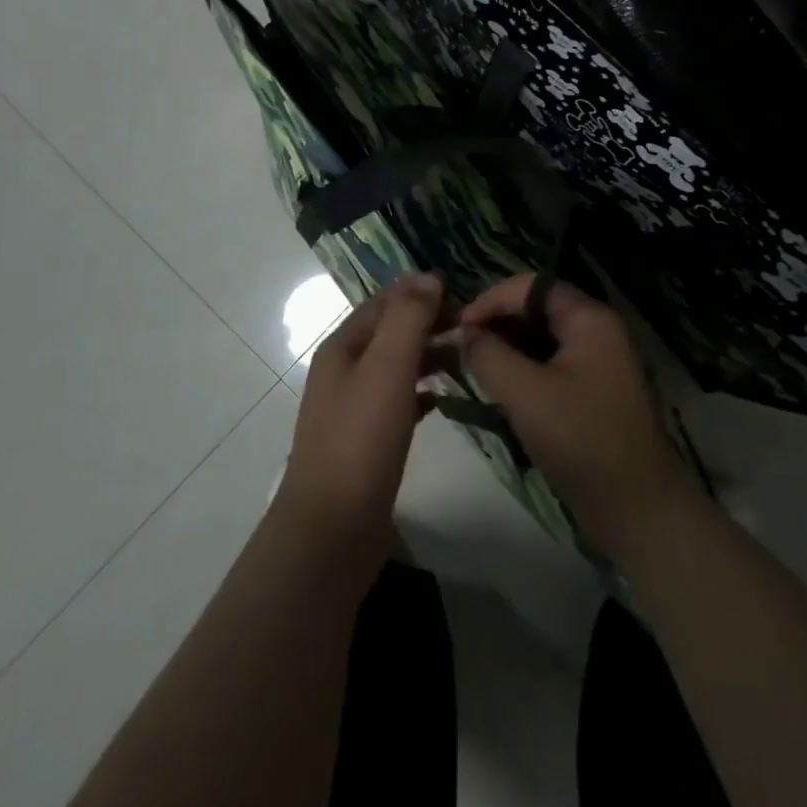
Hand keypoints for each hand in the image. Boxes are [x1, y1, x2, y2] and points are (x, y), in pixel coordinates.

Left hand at [273, 274, 444, 589]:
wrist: (331, 530)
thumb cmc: (360, 440)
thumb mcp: (387, 367)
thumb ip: (408, 318)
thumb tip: (429, 276)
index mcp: (343, 346)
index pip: (385, 301)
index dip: (422, 292)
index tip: (465, 296)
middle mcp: (344, 370)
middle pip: (390, 331)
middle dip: (429, 322)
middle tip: (474, 327)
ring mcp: (352, 407)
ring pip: (396, 366)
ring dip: (428, 355)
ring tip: (468, 357)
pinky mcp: (366, 440)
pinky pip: (398, 401)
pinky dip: (422, 391)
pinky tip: (445, 399)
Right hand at [460, 274, 699, 565]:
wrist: (637, 507)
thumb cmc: (581, 440)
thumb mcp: (525, 393)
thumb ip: (488, 355)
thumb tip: (465, 334)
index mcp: (589, 318)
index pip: (531, 285)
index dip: (491, 299)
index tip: (459, 327)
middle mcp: (598, 330)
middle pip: (537, 308)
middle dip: (498, 323)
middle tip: (462, 349)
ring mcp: (598, 361)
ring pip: (542, 338)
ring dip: (508, 347)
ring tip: (475, 368)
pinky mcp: (593, 390)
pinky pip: (551, 363)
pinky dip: (524, 369)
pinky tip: (500, 389)